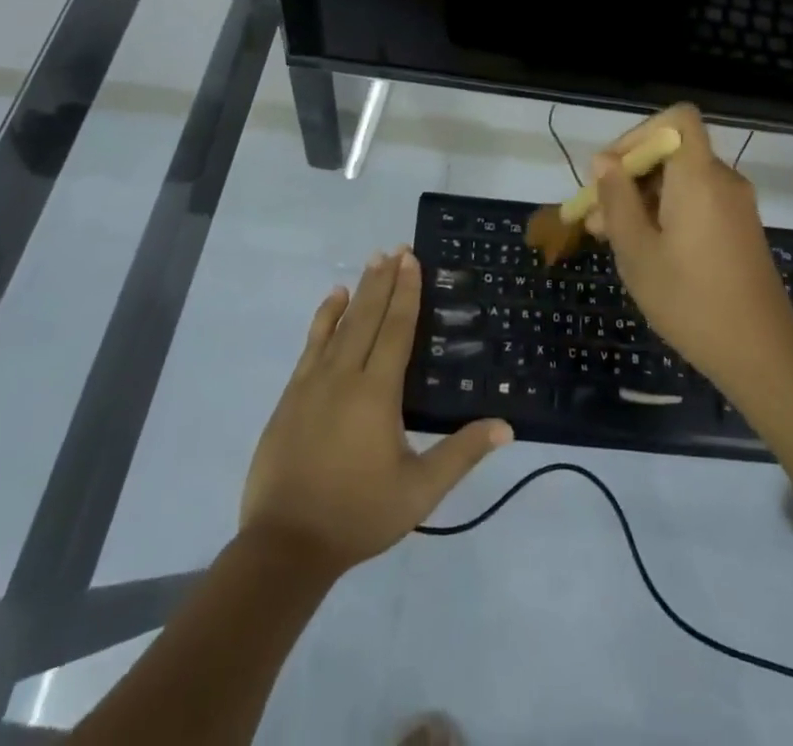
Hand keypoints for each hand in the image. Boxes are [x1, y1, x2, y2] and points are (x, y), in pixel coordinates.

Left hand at [240, 248, 512, 575]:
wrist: (286, 544)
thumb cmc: (358, 514)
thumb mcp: (419, 491)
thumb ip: (461, 453)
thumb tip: (506, 426)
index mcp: (377, 392)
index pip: (396, 329)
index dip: (406, 292)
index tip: (411, 259)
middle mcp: (344, 375)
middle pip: (368, 316)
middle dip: (384, 280)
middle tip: (396, 248)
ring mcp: (313, 382)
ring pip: (339, 324)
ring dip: (357, 290)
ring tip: (371, 261)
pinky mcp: (291, 394)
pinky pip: (312, 343)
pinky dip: (323, 317)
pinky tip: (331, 300)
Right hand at [588, 104, 792, 390]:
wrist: (762, 357)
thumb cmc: (690, 301)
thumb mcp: (637, 251)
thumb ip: (617, 199)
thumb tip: (603, 161)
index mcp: (699, 176)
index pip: (677, 118)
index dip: (639, 133)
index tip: (611, 171)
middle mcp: (722, 180)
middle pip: (671, 152)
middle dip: (627, 176)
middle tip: (594, 217)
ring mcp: (735, 206)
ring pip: (679, 180)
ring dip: (641, 199)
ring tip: (607, 238)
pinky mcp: (739, 229)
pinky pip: (696, 201)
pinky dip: (665, 213)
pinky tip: (642, 250)